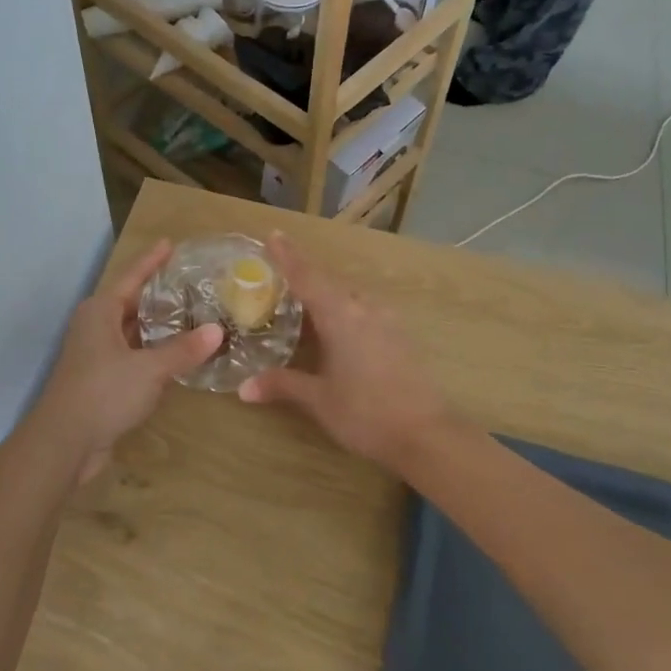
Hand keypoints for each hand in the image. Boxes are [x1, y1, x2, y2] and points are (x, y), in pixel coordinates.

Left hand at [33, 239, 223, 483]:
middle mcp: (96, 326)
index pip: (131, 276)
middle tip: (192, 282)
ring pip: (133, 331)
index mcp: (100, 311)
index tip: (170, 243)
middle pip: (132, 302)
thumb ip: (183, 350)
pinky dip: (154, 352)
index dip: (152, 260)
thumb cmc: (103, 393)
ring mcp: (97, 354)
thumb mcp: (149, 369)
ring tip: (193, 314)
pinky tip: (177, 354)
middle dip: (160, 294)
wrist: (64, 442)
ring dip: (159, 326)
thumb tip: (217, 332)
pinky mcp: (102, 379)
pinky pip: (133, 355)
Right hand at [238, 233, 456, 468]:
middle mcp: (365, 309)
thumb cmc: (365, 413)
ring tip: (306, 306)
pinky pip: (365, 312)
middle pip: (330, 283)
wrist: (427, 435)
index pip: (307, 277)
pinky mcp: (401, 337)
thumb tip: (243, 389)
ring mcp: (387, 321)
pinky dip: (345, 312)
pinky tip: (339, 330)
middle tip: (281, 278)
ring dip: (327, 296)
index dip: (288, 256)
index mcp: (340, 315)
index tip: (274, 235)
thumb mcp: (319, 399)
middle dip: (306, 277)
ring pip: (350, 298)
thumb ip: (283, 385)